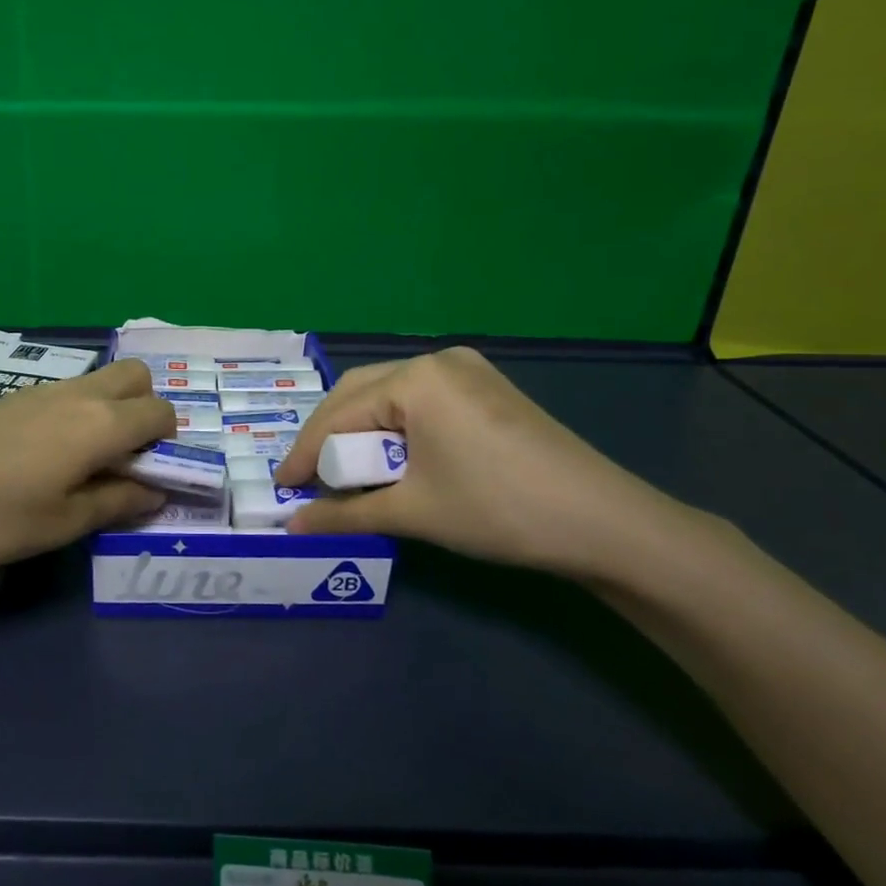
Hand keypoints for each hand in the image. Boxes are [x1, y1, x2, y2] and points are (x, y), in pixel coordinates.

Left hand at [0, 358, 174, 569]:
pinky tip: (45, 456)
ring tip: (85, 463)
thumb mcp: (59, 524)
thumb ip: (116, 503)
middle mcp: (78, 394)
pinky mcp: (11, 398)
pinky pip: (66, 392)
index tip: (150, 479)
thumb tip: (157, 491)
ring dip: (111, 410)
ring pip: (99, 380)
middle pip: (136, 376)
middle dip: (147, 410)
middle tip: (125, 459)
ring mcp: (41, 391)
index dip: (170, 444)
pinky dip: (78, 412)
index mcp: (101, 424)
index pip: (161, 413)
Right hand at [271, 348, 701, 580]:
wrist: (604, 522)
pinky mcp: (487, 390)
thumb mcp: (413, 512)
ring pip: (390, 396)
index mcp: (415, 378)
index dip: (305, 453)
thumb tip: (293, 526)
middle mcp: (437, 360)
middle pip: (359, 394)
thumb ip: (344, 513)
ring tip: (348, 474)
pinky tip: (393, 460)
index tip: (281, 488)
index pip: (338, 413)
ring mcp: (467, 370)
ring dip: (362, 433)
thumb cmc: (497, 509)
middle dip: (330, 437)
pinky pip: (421, 402)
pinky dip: (395, 429)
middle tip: (310, 479)